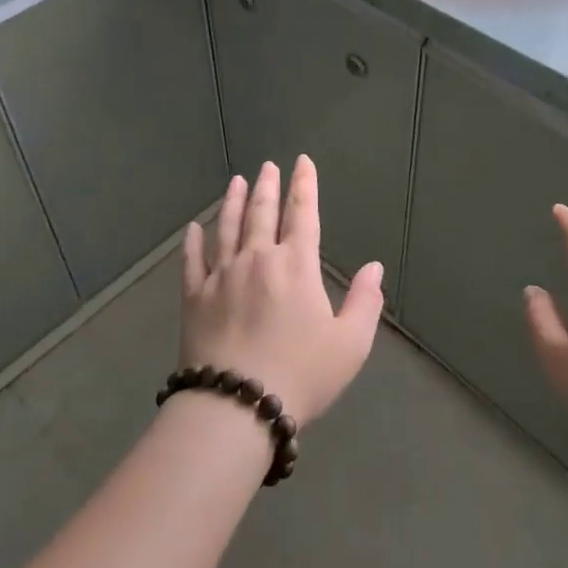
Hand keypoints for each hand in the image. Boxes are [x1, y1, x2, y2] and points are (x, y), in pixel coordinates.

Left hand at [180, 157, 383, 424]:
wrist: (236, 406)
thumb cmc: (301, 374)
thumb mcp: (350, 344)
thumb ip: (365, 302)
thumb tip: (374, 267)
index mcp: (296, 265)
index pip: (303, 214)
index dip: (304, 185)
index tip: (302, 162)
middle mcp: (257, 259)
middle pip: (262, 213)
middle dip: (267, 186)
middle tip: (268, 166)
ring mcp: (221, 275)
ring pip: (227, 228)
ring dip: (232, 201)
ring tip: (236, 181)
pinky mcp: (194, 297)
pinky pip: (193, 261)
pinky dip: (193, 242)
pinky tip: (193, 228)